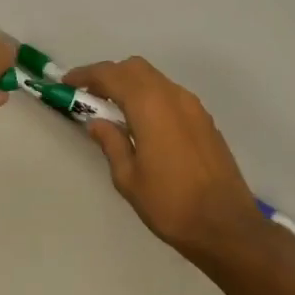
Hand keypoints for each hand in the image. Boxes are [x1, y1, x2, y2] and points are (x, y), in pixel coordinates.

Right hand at [62, 57, 262, 261]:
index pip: (111, 75)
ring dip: (131, 84)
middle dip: (109, 75)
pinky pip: (170, 95)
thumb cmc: (170, 204)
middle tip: (89, 96)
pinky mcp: (205, 120)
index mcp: (150, 106)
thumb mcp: (128, 178)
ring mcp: (193, 106)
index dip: (86, 75)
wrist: (226, 226)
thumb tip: (97, 122)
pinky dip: (150, 97)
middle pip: (135, 68)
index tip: (67, 83)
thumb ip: (111, 143)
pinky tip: (142, 123)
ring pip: (155, 79)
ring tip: (113, 110)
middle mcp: (173, 96)